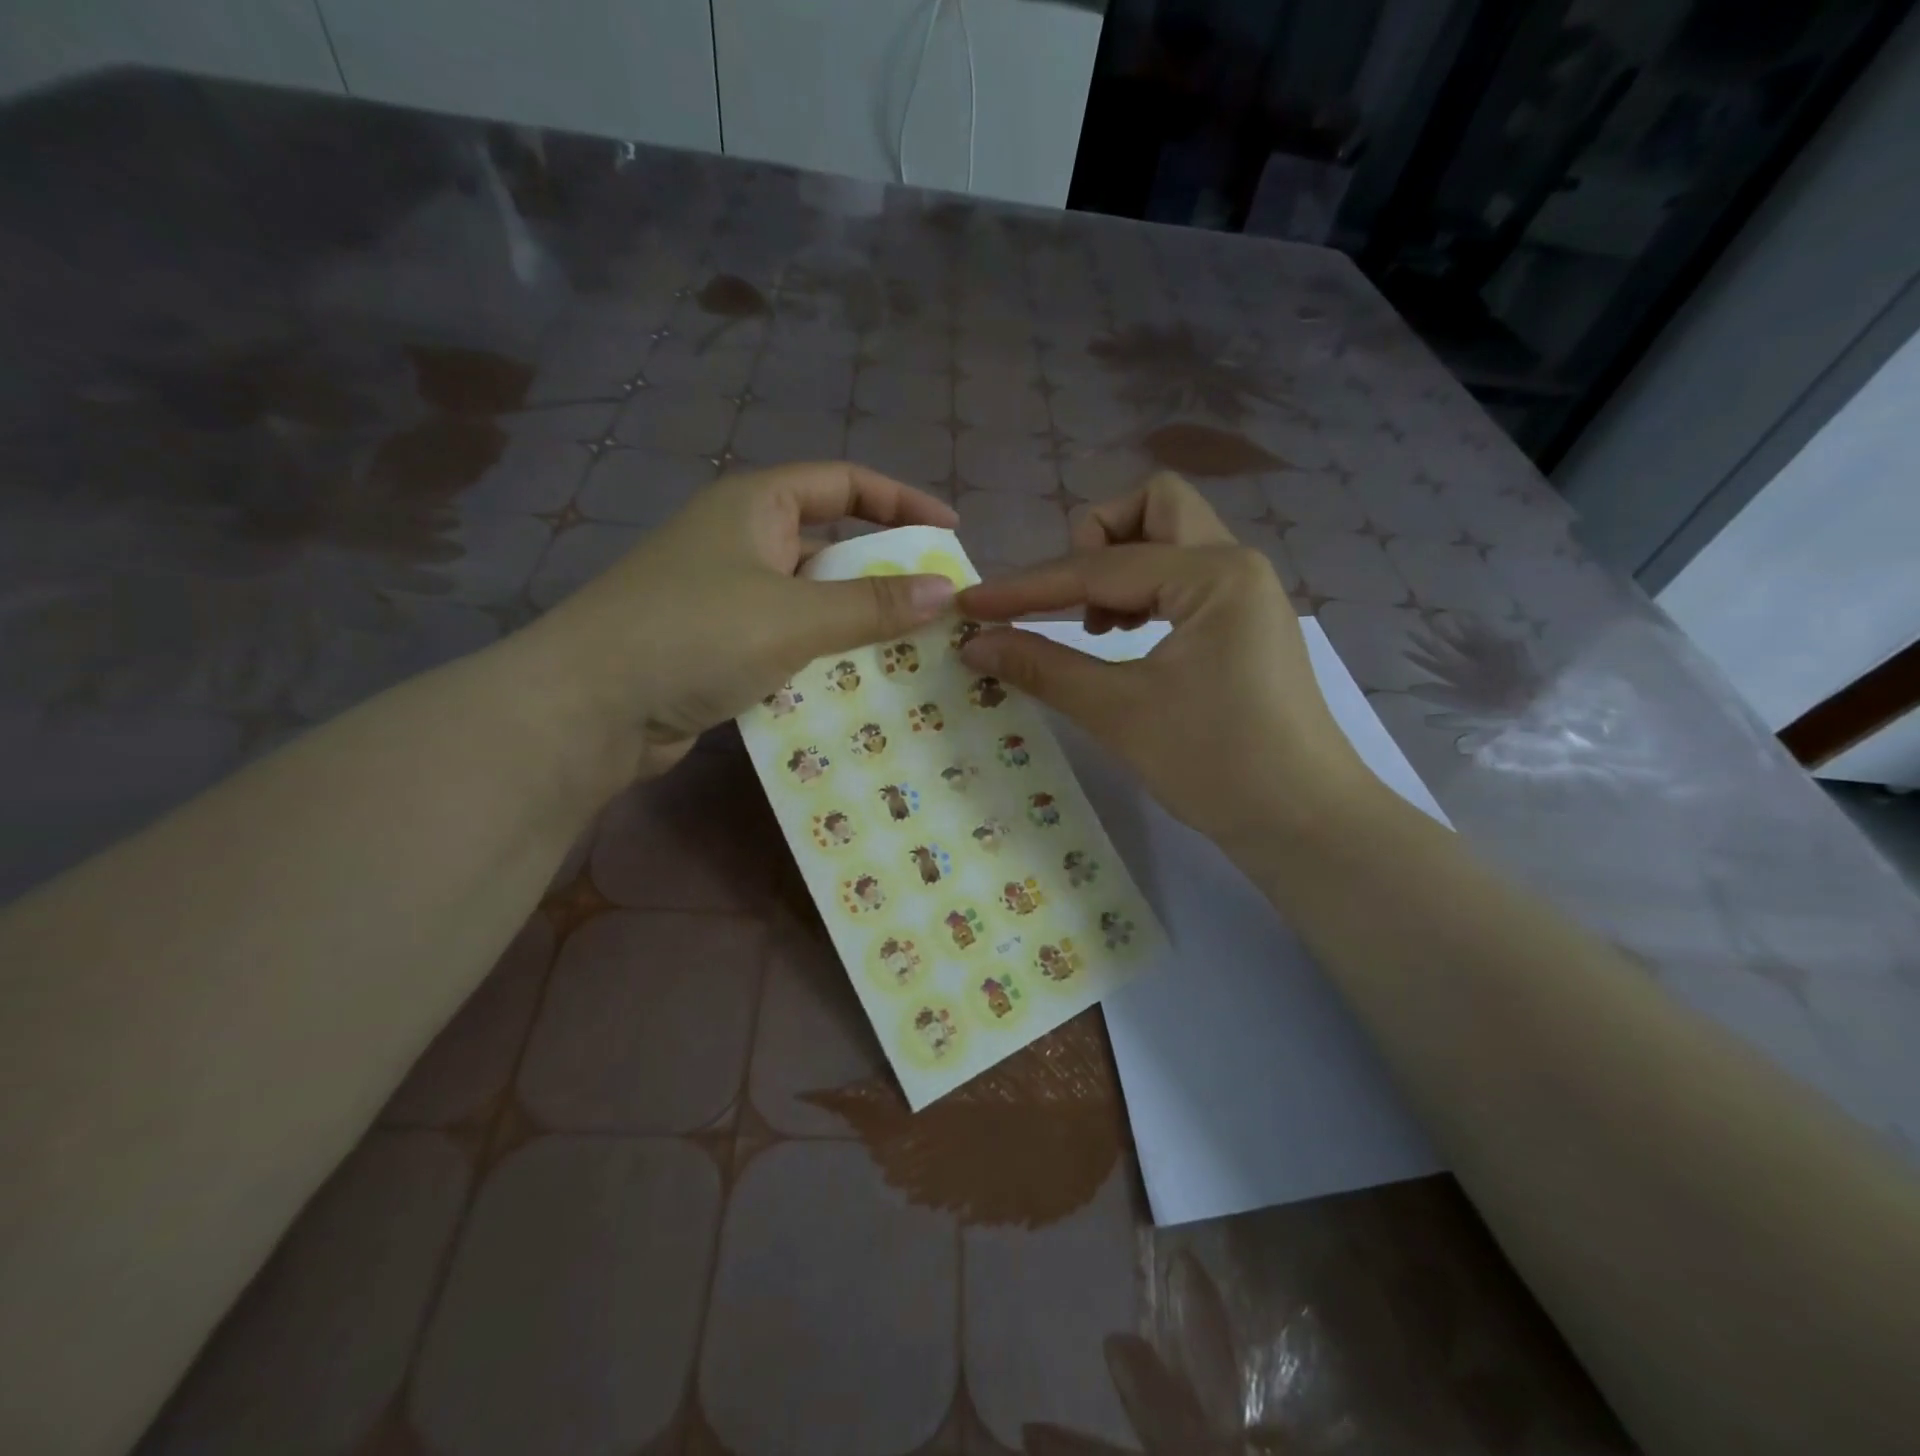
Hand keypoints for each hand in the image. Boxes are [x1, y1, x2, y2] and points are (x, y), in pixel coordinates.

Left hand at [522, 462, 956, 779]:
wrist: (588, 708)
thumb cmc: (693, 634)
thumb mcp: (793, 615)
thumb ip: (871, 604)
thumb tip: (944, 592)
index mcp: (755, 505)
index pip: (845, 483)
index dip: (902, 502)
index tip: (951, 532)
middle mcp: (742, 541)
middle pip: (831, 544)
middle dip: (886, 572)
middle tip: (938, 604)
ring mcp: (728, 596)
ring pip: (813, 600)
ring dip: (858, 623)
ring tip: (915, 650)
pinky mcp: (720, 647)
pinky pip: (790, 642)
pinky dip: (825, 657)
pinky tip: (861, 685)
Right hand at [955, 473, 1373, 847]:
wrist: (1305, 823)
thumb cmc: (1216, 765)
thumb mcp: (1120, 713)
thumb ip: (1043, 667)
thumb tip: (975, 642)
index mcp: (1213, 575)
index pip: (1099, 567)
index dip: (1027, 588)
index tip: (971, 604)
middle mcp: (1235, 565)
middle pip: (1154, 507)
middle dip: (1095, 539)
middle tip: (1069, 601)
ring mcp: (1246, 593)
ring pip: (1172, 538)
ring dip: (1120, 564)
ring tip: (1096, 627)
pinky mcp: (1245, 623)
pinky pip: (1185, 578)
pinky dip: (1145, 591)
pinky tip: (1127, 638)